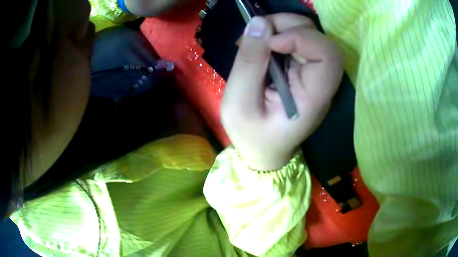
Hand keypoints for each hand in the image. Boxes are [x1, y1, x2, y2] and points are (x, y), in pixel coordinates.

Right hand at [221, 14, 342, 170]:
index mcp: (314, 98)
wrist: (263, 150)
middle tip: (259, 30)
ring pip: (310, 35)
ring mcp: (313, 76)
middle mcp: (321, 84)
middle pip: (321, 39)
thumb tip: (259, 22)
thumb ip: (249, 63)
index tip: (270, 43)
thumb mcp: (239, 104)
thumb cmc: (251, 135)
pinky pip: (298, 41)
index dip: (302, 38)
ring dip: (283, 27)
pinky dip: (279, 34)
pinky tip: (262, 45)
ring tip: (257, 37)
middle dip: (289, 25)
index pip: (328, 56)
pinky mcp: (303, 71)